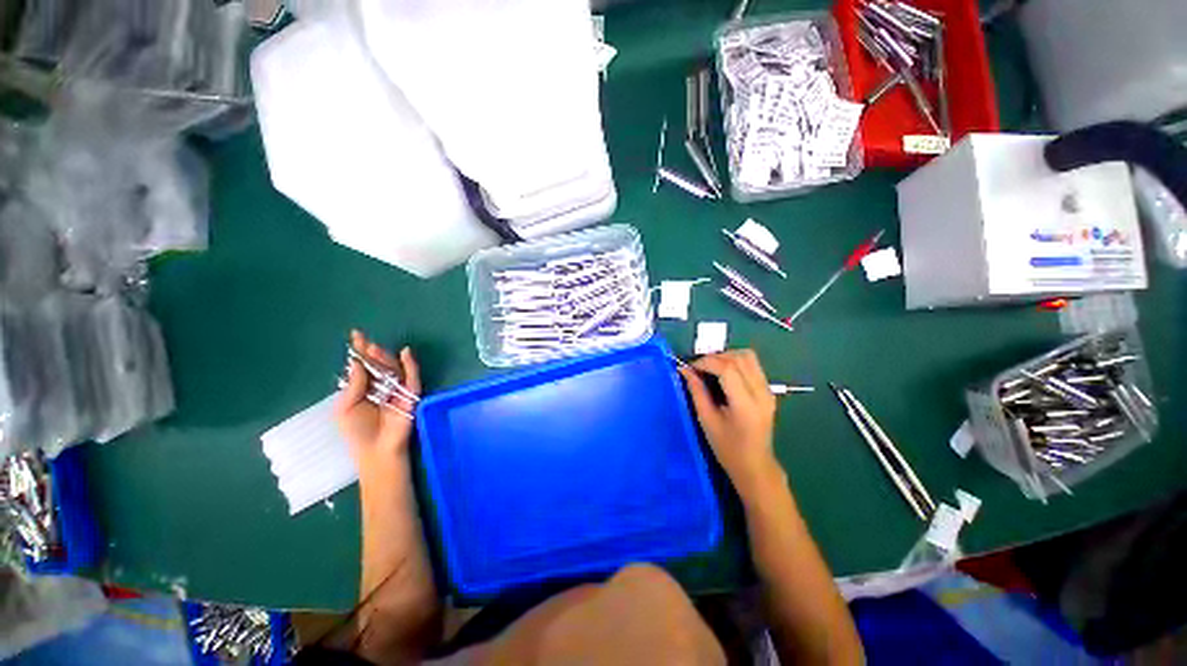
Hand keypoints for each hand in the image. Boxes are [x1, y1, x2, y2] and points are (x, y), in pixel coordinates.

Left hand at [335, 330, 420, 464]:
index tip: (356, 336)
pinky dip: (411, 365)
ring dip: (386, 357)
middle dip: (372, 353)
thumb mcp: (345, 408)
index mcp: (364, 389)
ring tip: (375, 349)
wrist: (376, 451)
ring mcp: (397, 390)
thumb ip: (353, 386)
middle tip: (366, 343)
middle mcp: (381, 386)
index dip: (360, 352)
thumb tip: (357, 363)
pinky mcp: (411, 395)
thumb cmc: (357, 433)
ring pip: (394, 368)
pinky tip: (406, 353)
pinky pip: (412, 377)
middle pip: (379, 365)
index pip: (363, 367)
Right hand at [678, 350, 781, 501]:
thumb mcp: (707, 420)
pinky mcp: (768, 390)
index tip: (690, 367)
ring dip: (726, 357)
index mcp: (746, 404)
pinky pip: (752, 365)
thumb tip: (685, 370)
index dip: (706, 362)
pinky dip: (735, 363)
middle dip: (715, 357)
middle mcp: (761, 393)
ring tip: (710, 368)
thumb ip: (697, 391)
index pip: (728, 369)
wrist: (755, 465)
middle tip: (698, 368)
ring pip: (748, 357)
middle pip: (740, 358)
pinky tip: (723, 374)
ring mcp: (768, 390)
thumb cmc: (727, 448)